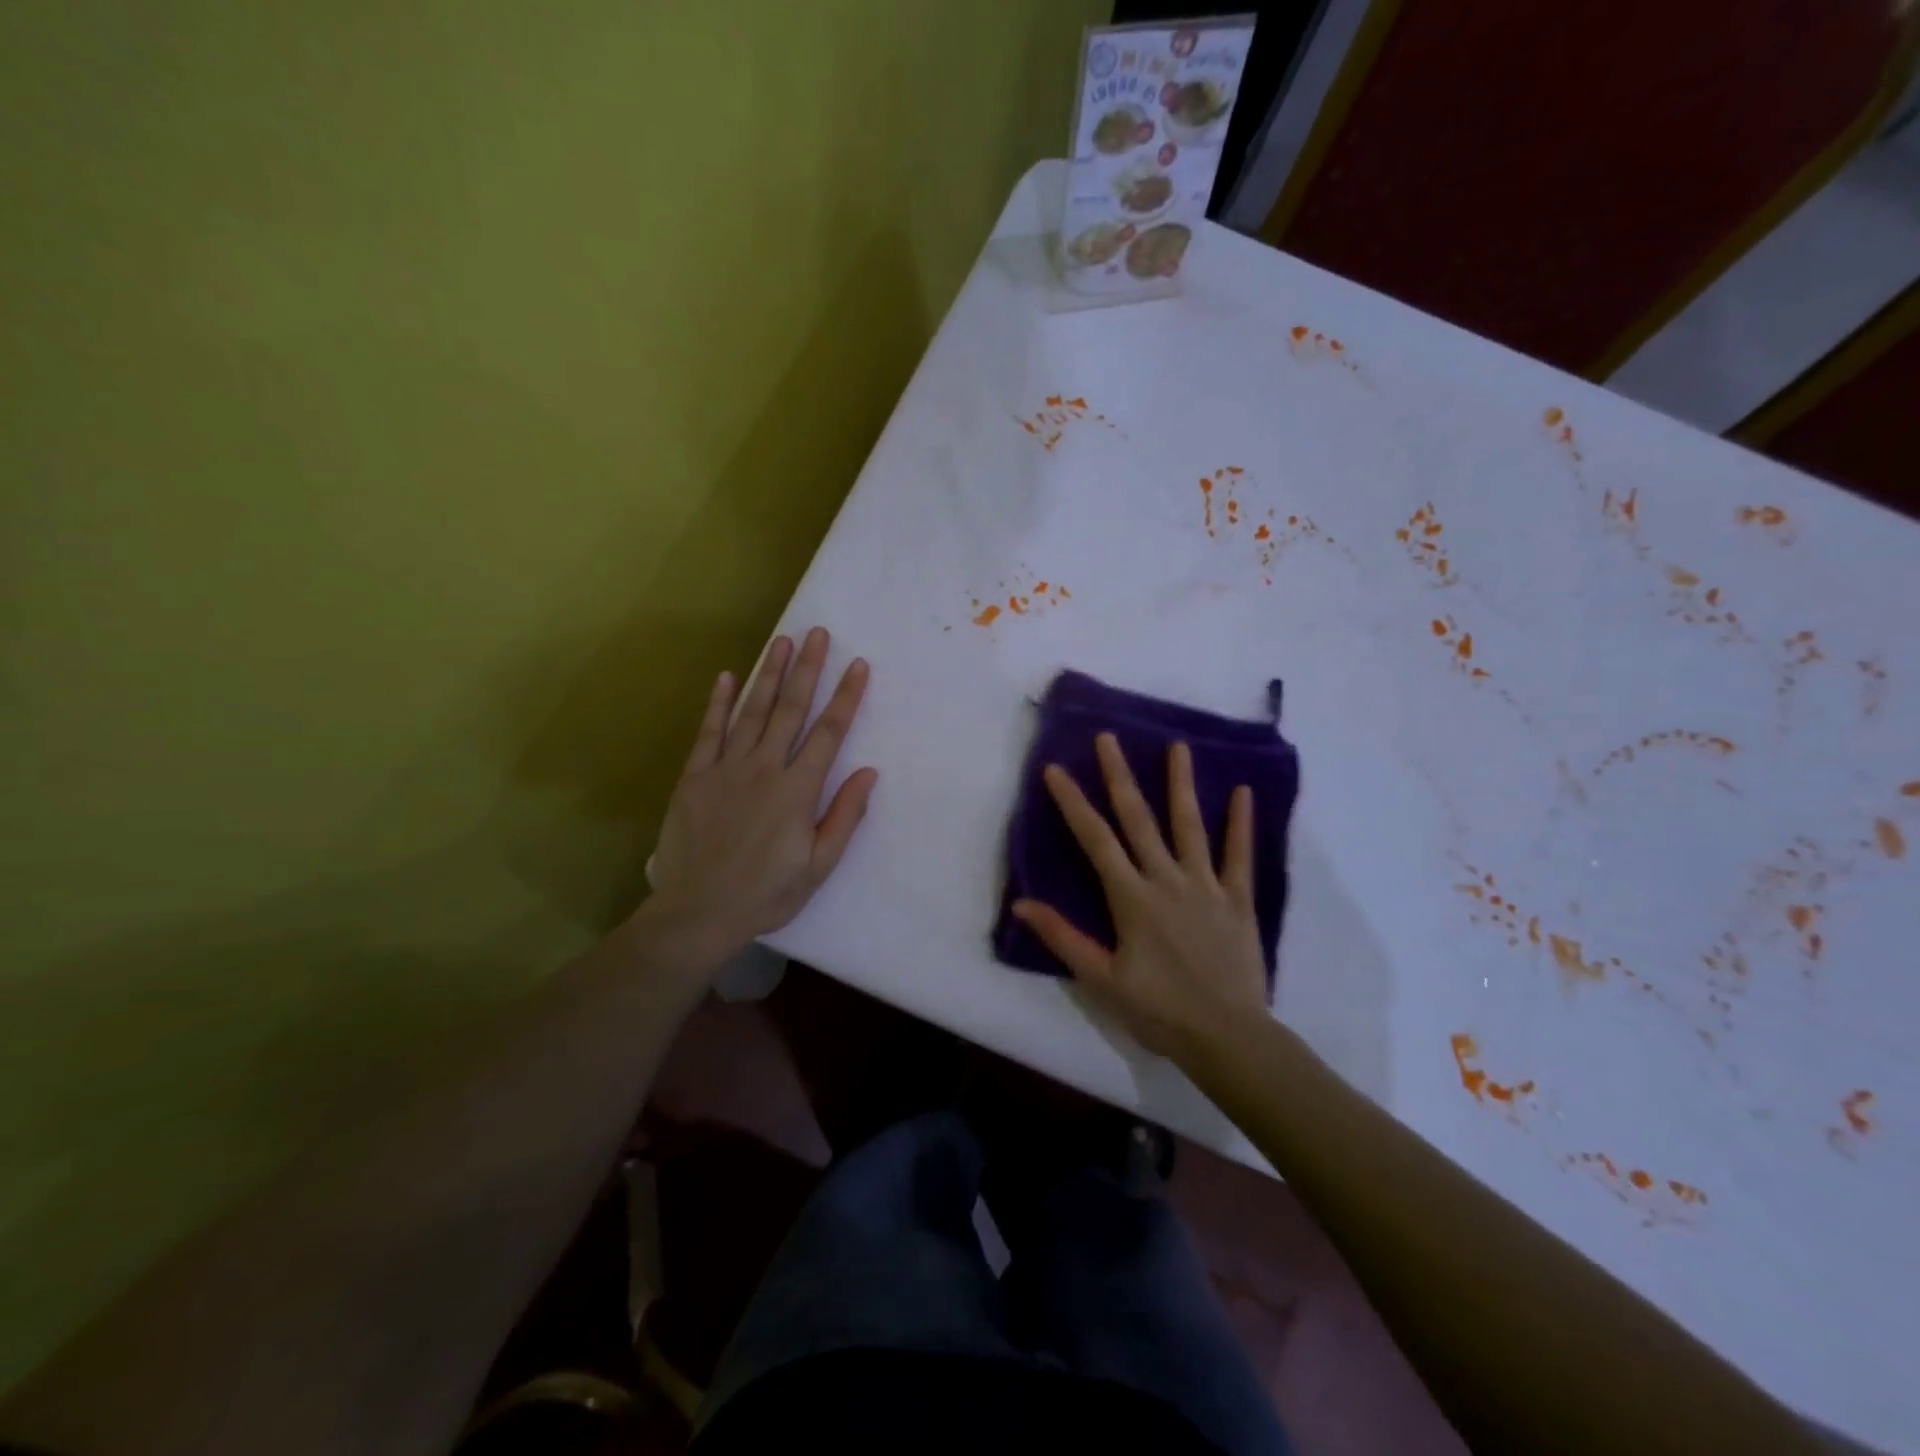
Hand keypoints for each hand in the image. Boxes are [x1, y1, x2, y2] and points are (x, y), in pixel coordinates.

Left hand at [640, 626, 877, 967]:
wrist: (698, 912)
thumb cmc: (767, 893)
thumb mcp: (819, 866)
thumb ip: (844, 816)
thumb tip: (869, 773)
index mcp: (797, 790)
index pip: (828, 733)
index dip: (846, 697)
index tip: (858, 666)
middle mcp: (764, 769)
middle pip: (790, 710)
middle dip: (807, 669)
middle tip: (817, 633)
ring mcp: (726, 769)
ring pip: (751, 712)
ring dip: (768, 674)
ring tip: (781, 642)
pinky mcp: (695, 777)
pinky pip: (709, 732)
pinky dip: (718, 703)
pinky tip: (726, 676)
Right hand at [1012, 734, 1267, 1062]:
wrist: (1228, 1037)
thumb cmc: (1159, 1010)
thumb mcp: (1101, 979)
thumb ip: (1063, 937)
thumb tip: (1021, 904)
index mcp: (1131, 897)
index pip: (1095, 839)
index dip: (1073, 802)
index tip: (1056, 770)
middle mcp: (1167, 879)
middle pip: (1139, 819)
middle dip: (1120, 776)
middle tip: (1109, 737)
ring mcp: (1206, 886)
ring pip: (1190, 826)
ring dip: (1181, 784)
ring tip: (1177, 745)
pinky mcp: (1238, 900)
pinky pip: (1239, 855)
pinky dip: (1241, 823)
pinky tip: (1243, 791)